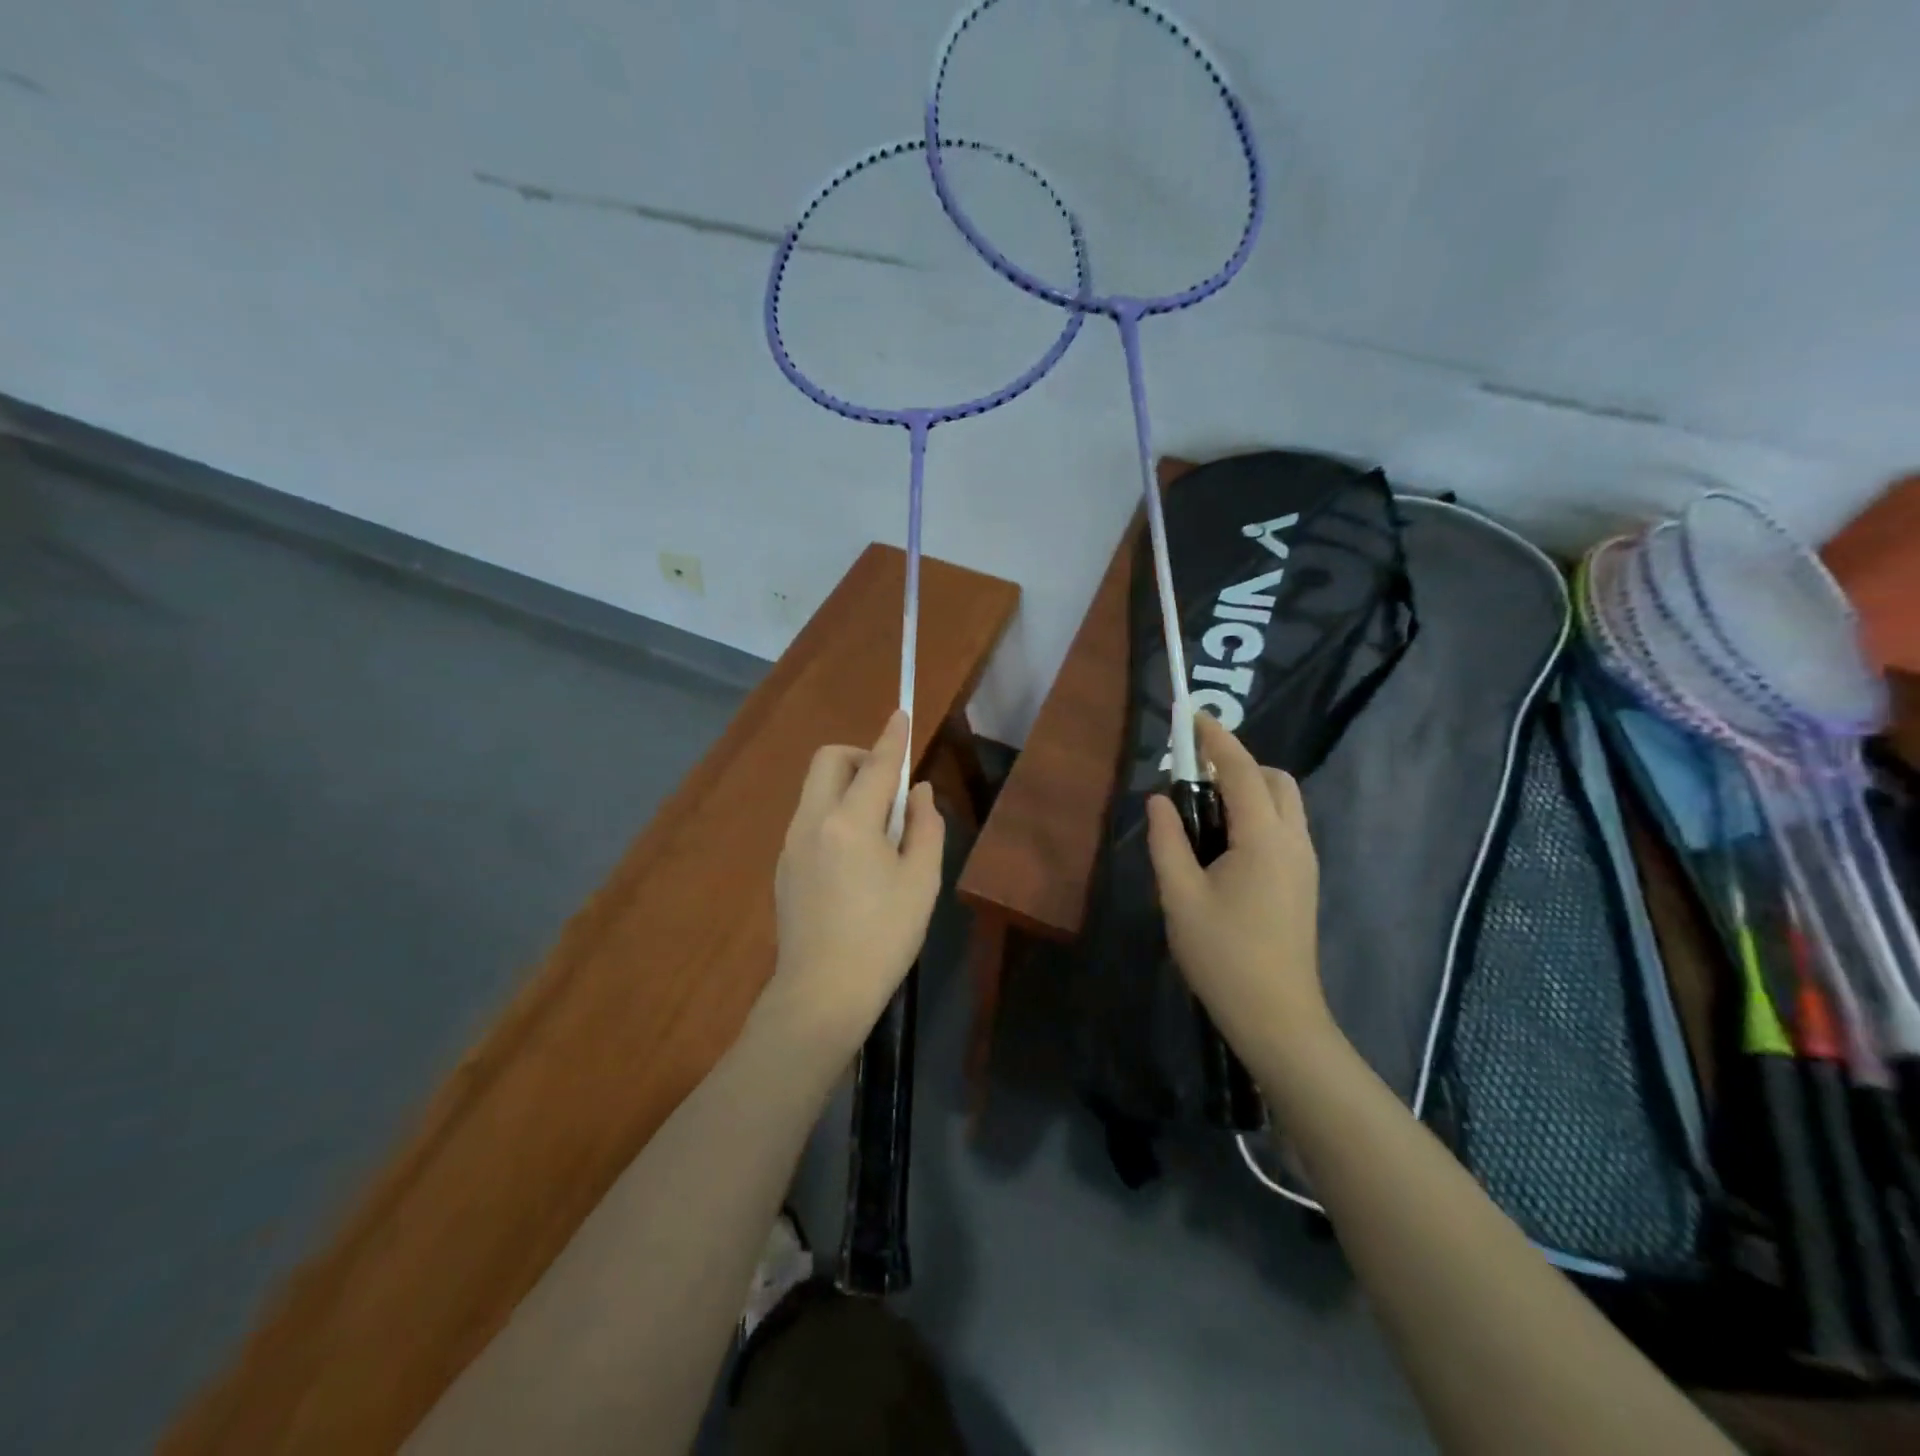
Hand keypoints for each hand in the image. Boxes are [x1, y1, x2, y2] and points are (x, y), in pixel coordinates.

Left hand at [765, 711, 944, 1055]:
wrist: (821, 994)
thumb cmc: (883, 938)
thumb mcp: (921, 882)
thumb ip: (925, 827)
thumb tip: (919, 794)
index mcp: (850, 822)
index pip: (876, 765)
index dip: (893, 738)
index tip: (901, 714)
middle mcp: (812, 821)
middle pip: (829, 761)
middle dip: (861, 757)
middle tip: (891, 787)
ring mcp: (791, 843)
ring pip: (816, 789)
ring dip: (847, 786)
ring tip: (879, 828)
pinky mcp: (784, 866)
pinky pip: (810, 818)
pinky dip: (834, 813)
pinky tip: (855, 856)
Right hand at [1146, 712, 1329, 1064]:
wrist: (1277, 1017)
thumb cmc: (1223, 955)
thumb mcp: (1179, 896)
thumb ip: (1167, 840)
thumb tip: (1160, 800)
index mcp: (1264, 838)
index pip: (1240, 769)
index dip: (1215, 737)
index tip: (1190, 715)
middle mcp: (1293, 840)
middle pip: (1272, 779)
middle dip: (1236, 764)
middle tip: (1191, 780)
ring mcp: (1304, 863)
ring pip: (1282, 803)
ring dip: (1247, 790)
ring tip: (1202, 814)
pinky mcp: (1303, 882)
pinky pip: (1282, 827)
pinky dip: (1255, 815)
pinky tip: (1223, 846)